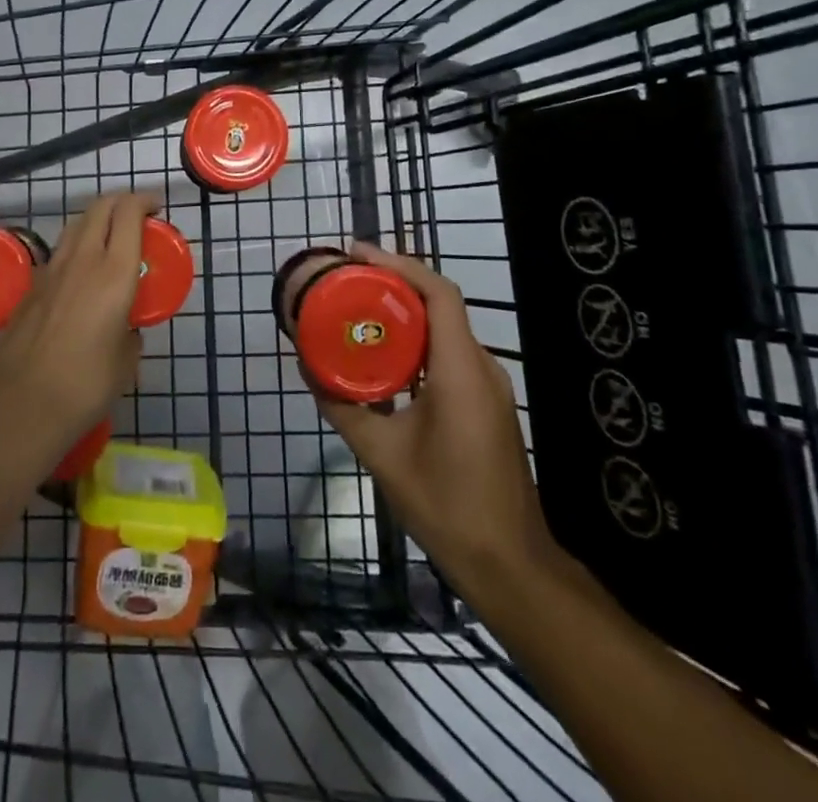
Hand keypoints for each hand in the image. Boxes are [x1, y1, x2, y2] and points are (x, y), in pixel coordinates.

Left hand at [0, 191, 156, 445]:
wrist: (24, 405)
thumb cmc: (87, 385)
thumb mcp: (126, 361)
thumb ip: (130, 334)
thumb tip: (126, 330)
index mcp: (114, 273)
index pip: (128, 213)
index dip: (144, 200)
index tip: (157, 207)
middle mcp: (82, 260)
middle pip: (100, 207)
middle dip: (121, 201)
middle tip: (137, 215)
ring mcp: (51, 271)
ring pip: (75, 225)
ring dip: (96, 220)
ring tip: (110, 238)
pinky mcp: (30, 287)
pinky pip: (58, 254)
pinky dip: (75, 248)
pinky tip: (80, 275)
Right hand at [311, 242, 555, 593]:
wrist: (509, 563)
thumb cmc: (446, 506)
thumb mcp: (382, 456)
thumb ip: (343, 407)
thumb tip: (308, 369)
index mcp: (459, 371)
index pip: (438, 294)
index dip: (400, 264)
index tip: (357, 253)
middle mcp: (481, 367)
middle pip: (440, 303)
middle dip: (394, 281)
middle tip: (348, 277)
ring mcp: (489, 385)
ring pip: (446, 327)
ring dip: (406, 311)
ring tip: (360, 305)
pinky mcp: (487, 402)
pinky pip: (450, 352)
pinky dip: (418, 340)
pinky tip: (387, 354)